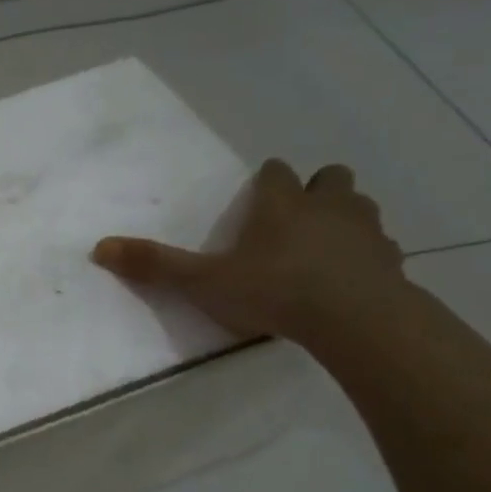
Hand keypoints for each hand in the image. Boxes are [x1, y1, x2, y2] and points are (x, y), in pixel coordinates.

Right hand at [92, 160, 405, 343]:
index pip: (276, 172)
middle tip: (294, 218)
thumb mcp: (202, 282)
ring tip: (323, 248)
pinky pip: (381, 248)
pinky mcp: (391, 261)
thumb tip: (99, 248)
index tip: (257, 198)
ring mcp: (365, 230)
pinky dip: (366, 256)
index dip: (266, 182)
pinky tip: (351, 281)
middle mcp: (327, 205)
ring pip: (360, 207)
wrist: (354, 319)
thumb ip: (155, 265)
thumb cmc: (274, 290)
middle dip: (314, 190)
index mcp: (281, 203)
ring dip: (343, 219)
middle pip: (329, 178)